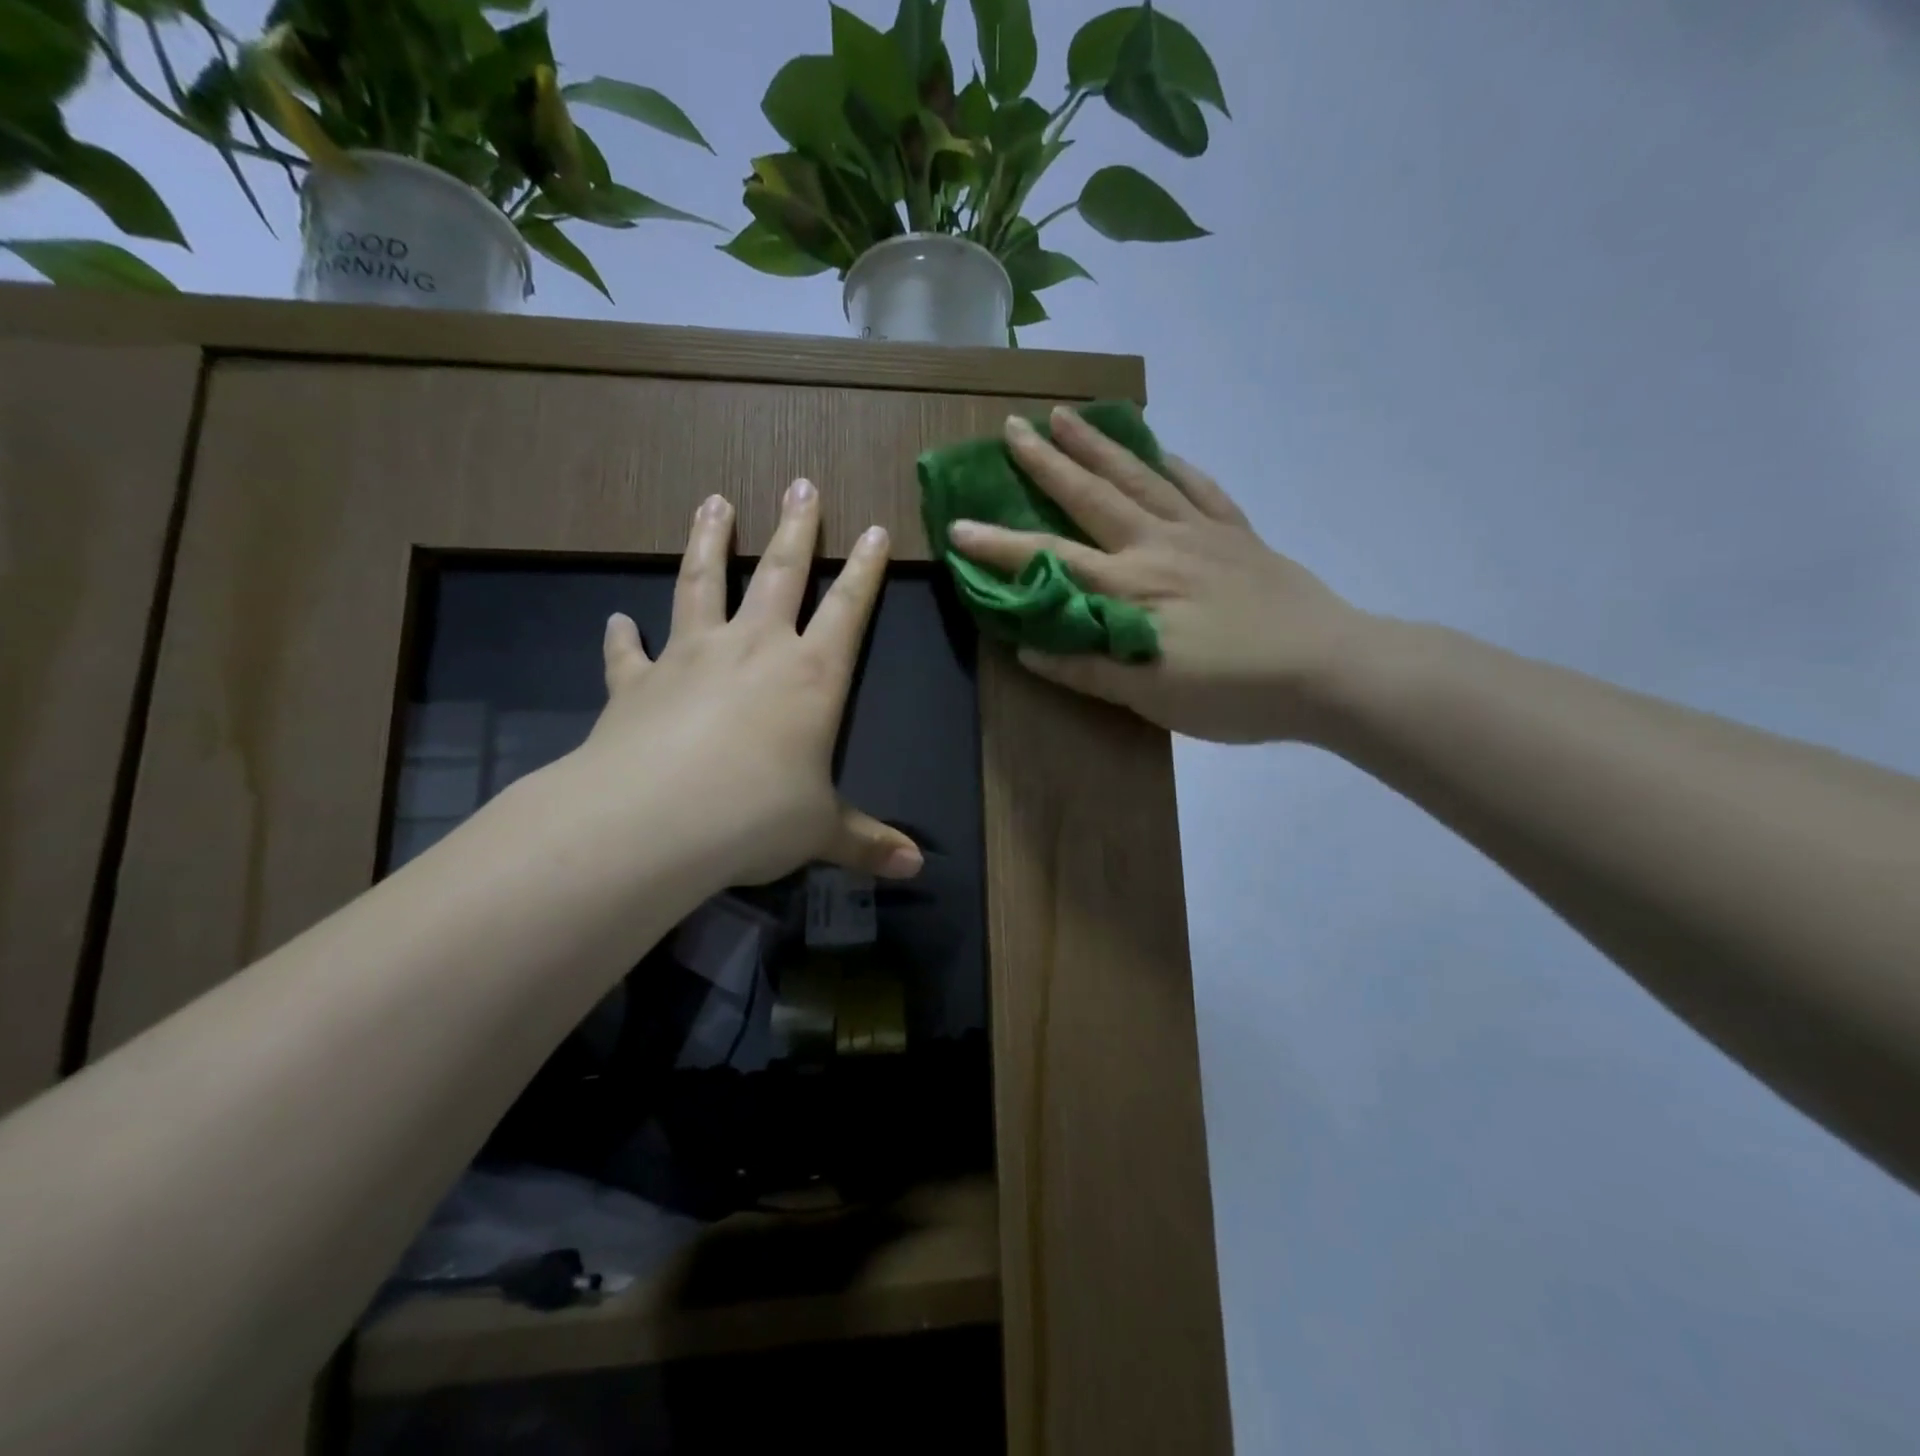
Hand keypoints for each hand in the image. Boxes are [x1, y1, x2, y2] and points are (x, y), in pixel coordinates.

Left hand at [568, 479, 921, 887]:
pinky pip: (628, 651)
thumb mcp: (822, 832)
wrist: (656, 819)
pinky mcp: (636, 682)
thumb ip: (867, 842)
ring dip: (710, 541)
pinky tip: (616, 619)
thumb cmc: (757, 817)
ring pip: (702, 584)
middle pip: (780, 572)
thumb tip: (915, 868)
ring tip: (712, 502)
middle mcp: (754, 649)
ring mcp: (691, 657)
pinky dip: (621, 636)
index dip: (866, 570)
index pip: (849, 609)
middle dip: (796, 527)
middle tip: (801, 483)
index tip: (875, 530)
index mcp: (811, 676)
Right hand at [948, 408, 1370, 743]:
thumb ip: (1088, 667)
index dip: (1001, 545)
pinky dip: (1177, 466)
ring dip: (1099, 446)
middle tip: (1011, 428)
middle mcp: (1159, 547)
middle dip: (1046, 463)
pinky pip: (1201, 489)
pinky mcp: (1239, 536)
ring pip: (1141, 479)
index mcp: (1133, 588)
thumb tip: (1028, 646)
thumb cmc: (1235, 692)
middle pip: (1093, 497)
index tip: (957, 525)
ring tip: (1067, 415)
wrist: (1331, 670)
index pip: (1051, 561)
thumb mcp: (1151, 696)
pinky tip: (1162, 450)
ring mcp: (1202, 534)